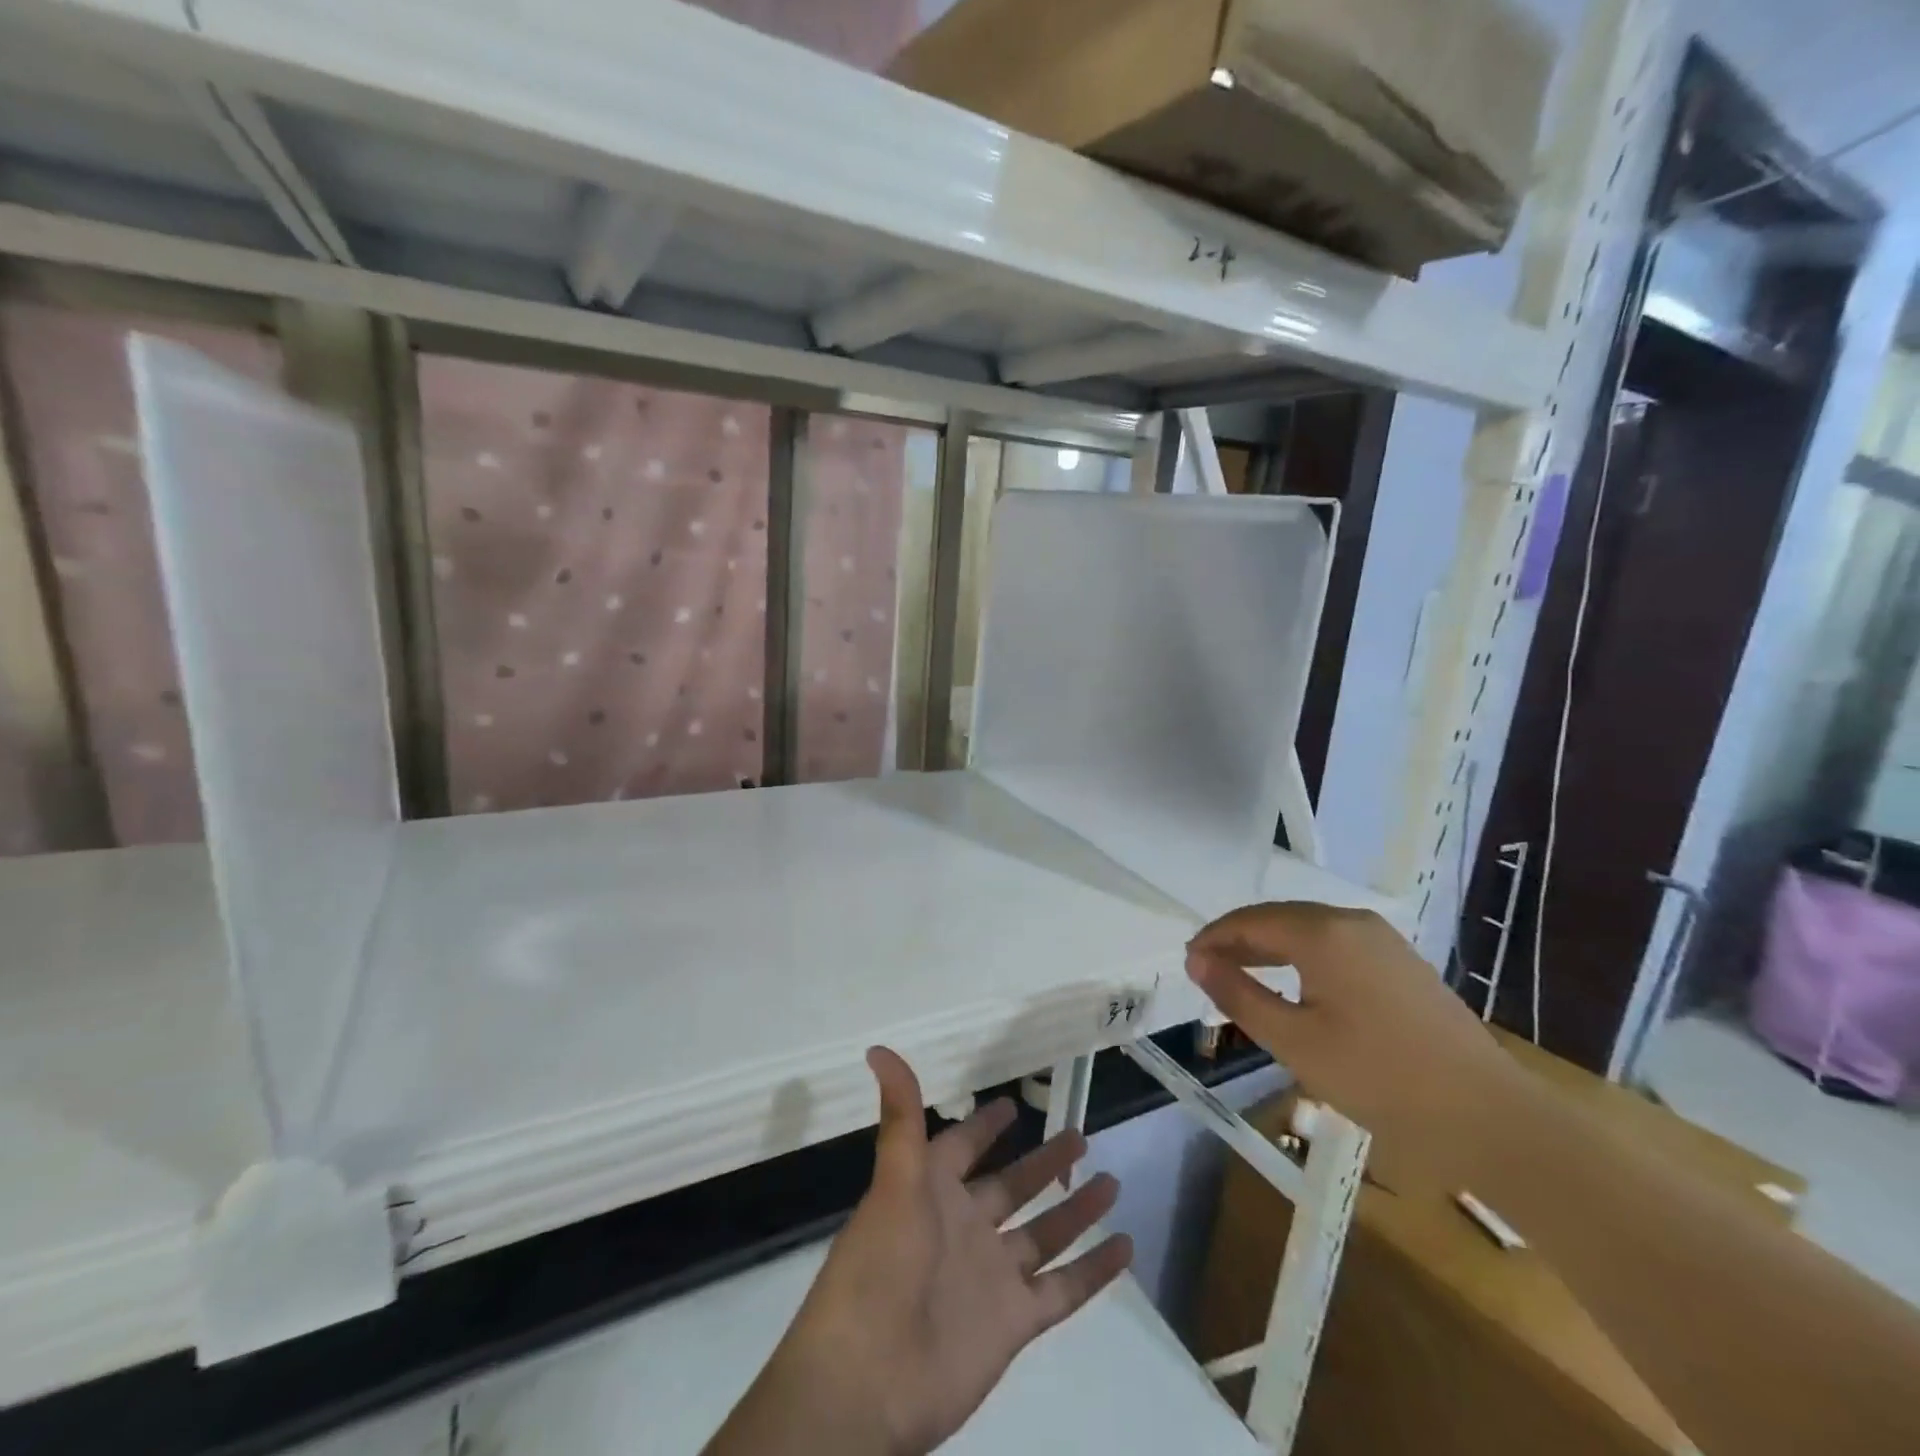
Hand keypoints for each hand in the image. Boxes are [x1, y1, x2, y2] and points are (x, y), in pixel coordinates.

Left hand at [705, 1048, 1132, 1455]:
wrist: (868, 1383)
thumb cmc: (878, 1268)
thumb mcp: (893, 1182)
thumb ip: (899, 1116)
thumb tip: (878, 1048)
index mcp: (931, 1192)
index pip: (962, 1147)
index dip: (984, 1126)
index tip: (1011, 1104)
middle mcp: (964, 1227)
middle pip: (1012, 1186)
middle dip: (1043, 1162)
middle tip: (1078, 1135)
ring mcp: (991, 1275)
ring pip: (1043, 1232)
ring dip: (1075, 1208)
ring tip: (1110, 1180)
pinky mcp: (1013, 1321)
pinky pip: (1063, 1287)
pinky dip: (1093, 1268)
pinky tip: (1124, 1244)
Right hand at [1186, 903, 1528, 1194]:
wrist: (1490, 1117)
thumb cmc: (1380, 1079)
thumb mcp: (1294, 1041)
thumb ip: (1239, 994)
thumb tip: (1196, 961)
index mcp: (1323, 932)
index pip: (1250, 921)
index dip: (1214, 938)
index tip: (1187, 962)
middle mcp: (1352, 922)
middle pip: (1279, 918)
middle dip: (1239, 940)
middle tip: (1207, 970)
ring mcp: (1382, 940)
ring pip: (1308, 930)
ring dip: (1270, 948)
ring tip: (1241, 976)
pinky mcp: (1401, 962)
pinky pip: (1335, 945)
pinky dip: (1302, 957)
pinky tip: (1294, 985)